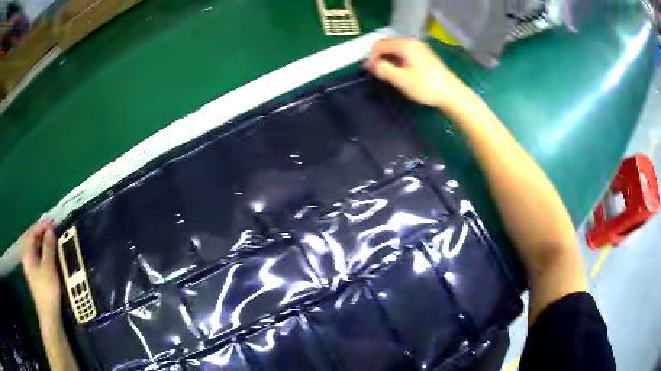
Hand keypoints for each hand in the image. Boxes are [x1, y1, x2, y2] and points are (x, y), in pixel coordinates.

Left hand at [21, 220, 62, 319]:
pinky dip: (46, 253)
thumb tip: (50, 231)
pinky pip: (40, 258)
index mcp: (27, 253)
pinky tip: (53, 254)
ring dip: (45, 243)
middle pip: (33, 240)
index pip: (32, 233)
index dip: (41, 226)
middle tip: (54, 230)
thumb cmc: (47, 290)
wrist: (50, 316)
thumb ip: (48, 247)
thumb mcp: (48, 267)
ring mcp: (32, 267)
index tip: (53, 222)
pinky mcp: (38, 276)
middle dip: (43, 233)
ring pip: (37, 249)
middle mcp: (27, 258)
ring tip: (55, 240)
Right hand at [365, 37, 471, 110]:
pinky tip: (399, 71)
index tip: (370, 71)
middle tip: (377, 73)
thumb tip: (371, 65)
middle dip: (379, 56)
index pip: (379, 44)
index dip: (371, 57)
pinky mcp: (424, 54)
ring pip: (395, 48)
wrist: (452, 94)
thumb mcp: (401, 79)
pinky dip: (397, 59)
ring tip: (387, 73)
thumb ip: (383, 69)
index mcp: (404, 44)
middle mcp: (411, 41)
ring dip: (387, 58)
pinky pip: (404, 52)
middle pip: (387, 43)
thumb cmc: (426, 86)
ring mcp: (419, 46)